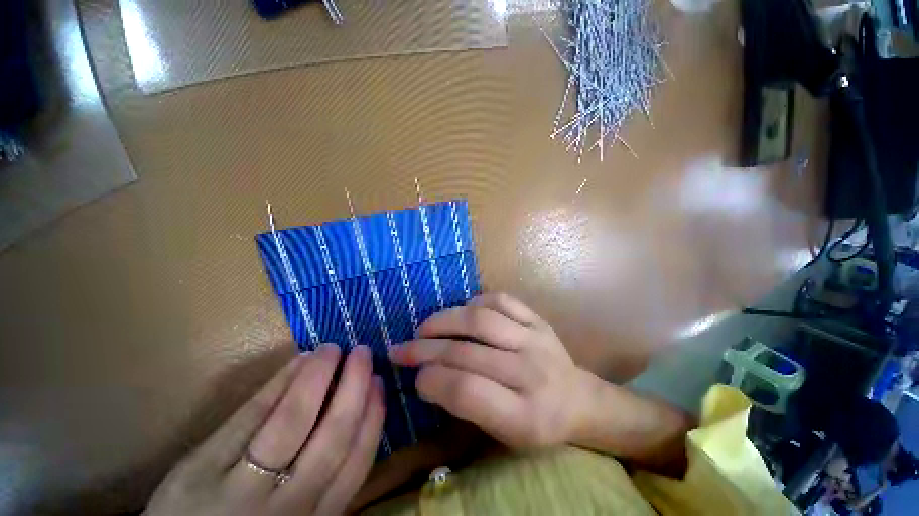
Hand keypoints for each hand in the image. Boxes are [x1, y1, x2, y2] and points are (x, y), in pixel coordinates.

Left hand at [145, 345, 384, 515]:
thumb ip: (323, 481)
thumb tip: (355, 418)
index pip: (356, 464)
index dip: (373, 418)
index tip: (379, 383)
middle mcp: (285, 510)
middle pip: (331, 439)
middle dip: (353, 387)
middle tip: (363, 353)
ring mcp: (238, 490)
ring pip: (292, 422)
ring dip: (317, 377)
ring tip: (332, 348)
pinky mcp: (199, 471)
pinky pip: (248, 417)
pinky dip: (278, 384)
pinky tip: (297, 361)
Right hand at [388, 293, 591, 448]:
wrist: (579, 400)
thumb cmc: (539, 424)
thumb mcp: (504, 434)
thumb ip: (467, 406)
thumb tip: (428, 375)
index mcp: (524, 417)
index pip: (466, 392)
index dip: (432, 381)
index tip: (415, 378)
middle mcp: (531, 373)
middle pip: (467, 353)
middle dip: (425, 349)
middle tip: (402, 349)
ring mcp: (536, 339)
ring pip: (480, 320)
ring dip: (445, 320)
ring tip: (425, 327)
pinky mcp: (538, 319)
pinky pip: (501, 300)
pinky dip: (476, 302)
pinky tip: (464, 311)